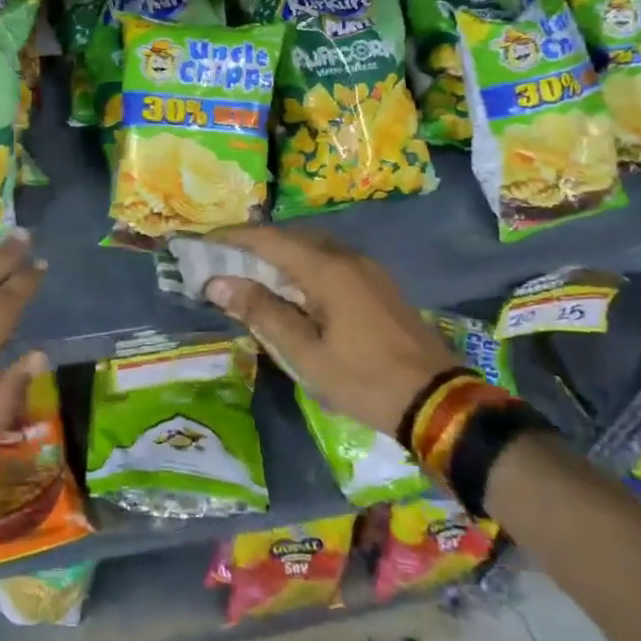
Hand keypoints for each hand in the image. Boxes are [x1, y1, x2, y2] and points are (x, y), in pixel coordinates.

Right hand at [203, 225, 457, 436]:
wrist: (439, 402)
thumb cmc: (364, 379)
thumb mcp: (305, 353)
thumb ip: (262, 312)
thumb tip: (217, 283)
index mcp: (327, 269)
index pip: (268, 240)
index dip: (232, 239)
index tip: (201, 245)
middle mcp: (347, 257)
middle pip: (290, 238)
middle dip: (253, 245)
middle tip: (221, 259)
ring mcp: (367, 270)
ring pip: (311, 248)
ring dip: (278, 255)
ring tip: (248, 272)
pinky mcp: (377, 285)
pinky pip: (329, 261)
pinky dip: (301, 266)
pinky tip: (291, 288)